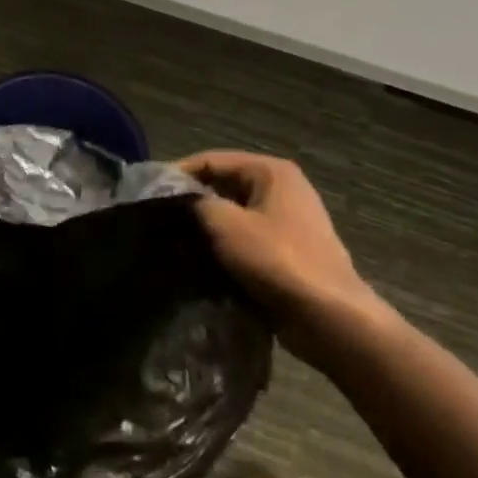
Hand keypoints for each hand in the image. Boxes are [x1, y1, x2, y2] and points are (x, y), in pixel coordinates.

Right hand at [179, 151, 395, 365]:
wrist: (329, 317)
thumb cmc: (276, 260)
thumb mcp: (226, 225)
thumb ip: (195, 203)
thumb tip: (176, 198)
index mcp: (271, 171)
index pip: (212, 160)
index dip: (178, 174)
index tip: (149, 194)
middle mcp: (282, 188)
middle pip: (224, 185)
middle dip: (193, 201)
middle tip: (158, 219)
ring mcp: (288, 221)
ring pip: (234, 214)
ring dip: (207, 226)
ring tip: (174, 241)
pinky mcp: (288, 250)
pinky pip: (246, 238)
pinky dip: (225, 245)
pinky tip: (201, 260)